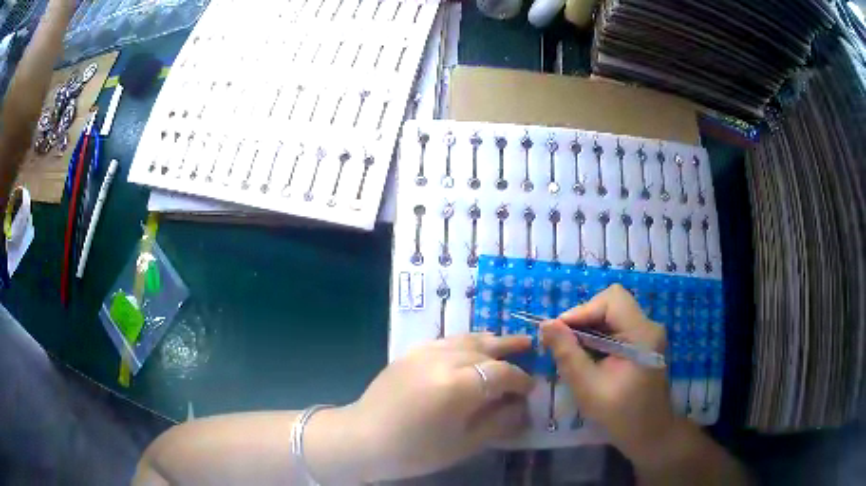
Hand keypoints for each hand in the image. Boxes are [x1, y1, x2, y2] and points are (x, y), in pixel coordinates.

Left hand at [345, 334, 533, 481]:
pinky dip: (465, 341)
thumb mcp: (464, 444)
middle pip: (486, 348)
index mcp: (459, 386)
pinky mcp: (411, 352)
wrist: (364, 438)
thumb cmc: (416, 450)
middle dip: (510, 348)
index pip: (502, 373)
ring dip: (490, 339)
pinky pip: (446, 340)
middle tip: (530, 346)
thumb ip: (498, 422)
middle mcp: (444, 360)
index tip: (531, 387)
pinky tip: (471, 346)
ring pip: (466, 338)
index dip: (521, 379)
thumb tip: (521, 406)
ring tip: (507, 341)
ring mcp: (425, 352)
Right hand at [541, 284, 674, 463]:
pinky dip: (598, 336)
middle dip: (584, 318)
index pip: (612, 299)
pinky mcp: (644, 343)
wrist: (649, 433)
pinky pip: (617, 328)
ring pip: (613, 314)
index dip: (583, 310)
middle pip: (612, 303)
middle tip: (562, 341)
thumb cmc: (620, 414)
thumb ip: (566, 354)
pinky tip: (587, 357)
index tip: (559, 332)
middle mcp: (648, 326)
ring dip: (589, 328)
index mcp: (642, 333)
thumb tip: (545, 324)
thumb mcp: (587, 387)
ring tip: (570, 350)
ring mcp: (648, 334)